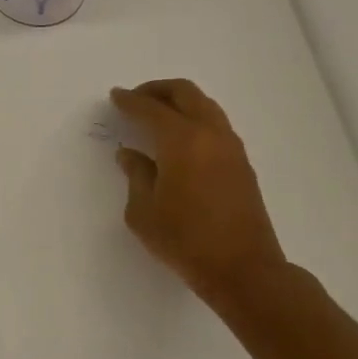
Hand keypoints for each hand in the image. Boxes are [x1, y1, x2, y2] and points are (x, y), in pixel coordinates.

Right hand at [110, 80, 289, 308]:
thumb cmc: (184, 239)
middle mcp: (210, 135)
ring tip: (157, 115)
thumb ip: (136, 175)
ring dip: (179, 103)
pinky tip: (179, 139)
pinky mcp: (241, 164)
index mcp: (182, 141)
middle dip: (158, 90)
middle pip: (185, 93)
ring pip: (205, 106)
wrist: (242, 268)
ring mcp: (231, 148)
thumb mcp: (143, 211)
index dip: (130, 101)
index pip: (151, 109)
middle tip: (136, 98)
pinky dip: (194, 119)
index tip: (115, 96)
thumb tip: (130, 155)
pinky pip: (215, 125)